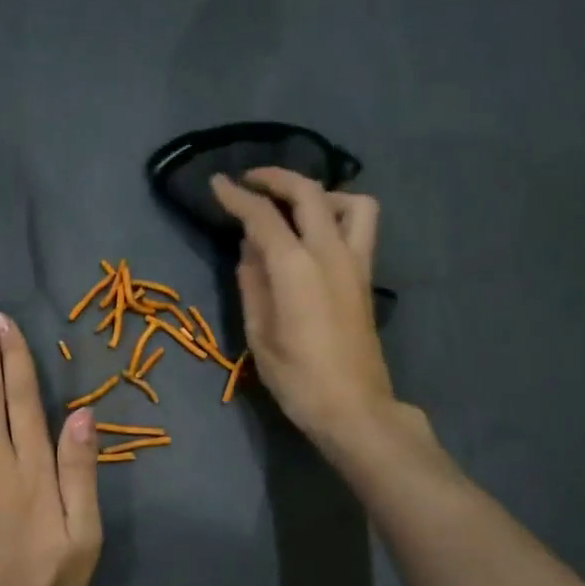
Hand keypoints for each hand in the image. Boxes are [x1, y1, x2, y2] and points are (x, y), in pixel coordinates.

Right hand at [211, 167, 397, 447]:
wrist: (353, 407)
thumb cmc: (297, 377)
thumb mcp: (260, 333)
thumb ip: (253, 284)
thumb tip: (250, 250)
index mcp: (296, 268)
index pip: (262, 216)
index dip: (237, 196)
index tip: (218, 183)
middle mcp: (330, 253)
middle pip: (309, 193)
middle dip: (277, 178)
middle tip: (251, 180)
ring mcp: (355, 263)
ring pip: (351, 202)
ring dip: (321, 193)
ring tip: (295, 208)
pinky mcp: (366, 277)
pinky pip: (359, 226)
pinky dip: (337, 215)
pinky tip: (314, 236)